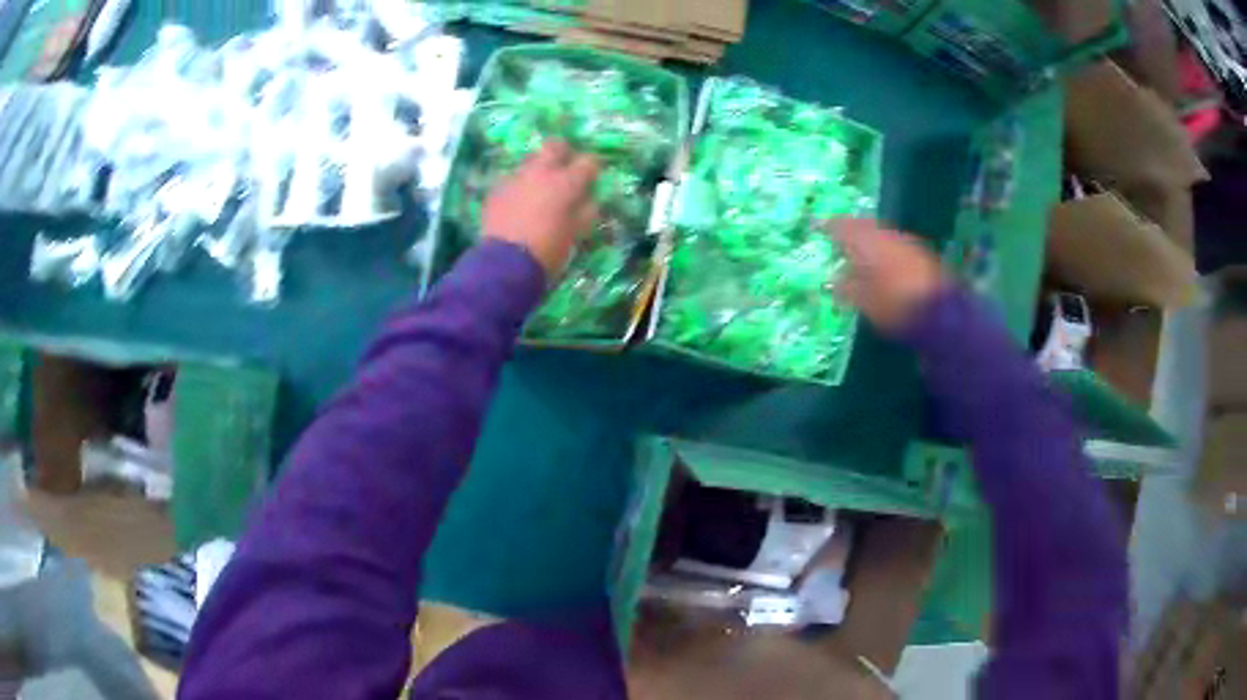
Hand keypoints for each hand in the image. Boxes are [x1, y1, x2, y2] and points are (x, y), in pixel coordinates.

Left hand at [482, 142, 599, 278]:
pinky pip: (511, 179)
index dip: (592, 168)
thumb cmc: (548, 251)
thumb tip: (590, 199)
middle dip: (563, 152)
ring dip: (538, 169)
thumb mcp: (576, 234)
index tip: (592, 177)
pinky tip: (518, 203)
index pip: (588, 162)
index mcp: (565, 183)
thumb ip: (586, 211)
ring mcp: (515, 179)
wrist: (505, 264)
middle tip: (564, 167)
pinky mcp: (495, 190)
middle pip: (554, 146)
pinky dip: (519, 186)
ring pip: (530, 161)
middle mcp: (540, 173)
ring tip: (539, 188)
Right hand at [828, 218, 948, 331]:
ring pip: (881, 235)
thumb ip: (846, 288)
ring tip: (858, 255)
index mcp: (867, 241)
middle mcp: (887, 235)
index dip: (829, 227)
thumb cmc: (896, 306)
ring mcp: (907, 243)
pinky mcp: (922, 255)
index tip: (818, 228)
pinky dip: (884, 250)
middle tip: (838, 240)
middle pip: (864, 226)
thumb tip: (832, 280)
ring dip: (868, 241)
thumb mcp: (864, 302)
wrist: (942, 313)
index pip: (842, 226)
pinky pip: (895, 245)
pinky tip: (882, 265)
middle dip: (850, 232)